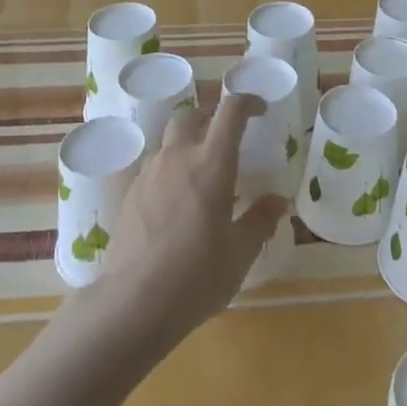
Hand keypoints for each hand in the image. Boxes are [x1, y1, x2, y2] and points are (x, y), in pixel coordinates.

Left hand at [82, 93, 288, 354]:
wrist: (133, 303)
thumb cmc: (196, 276)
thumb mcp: (240, 253)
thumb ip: (260, 220)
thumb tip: (279, 201)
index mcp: (212, 162)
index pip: (231, 111)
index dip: (248, 102)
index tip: (259, 110)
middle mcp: (178, 156)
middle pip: (191, 115)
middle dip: (210, 118)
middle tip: (224, 140)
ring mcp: (149, 172)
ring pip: (168, 140)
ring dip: (185, 144)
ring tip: (198, 174)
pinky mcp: (128, 192)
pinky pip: (152, 166)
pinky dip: (167, 170)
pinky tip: (173, 201)